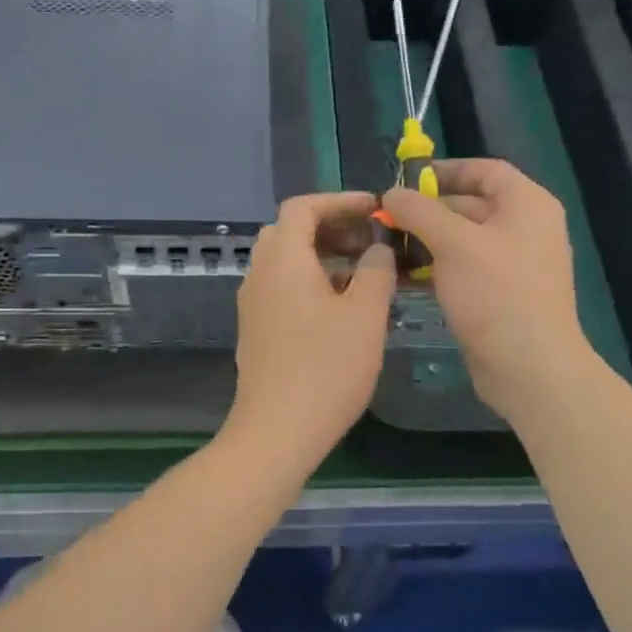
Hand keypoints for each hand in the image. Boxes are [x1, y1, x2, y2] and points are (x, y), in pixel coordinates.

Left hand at [222, 192, 395, 474]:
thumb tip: (378, 247)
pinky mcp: (257, 329)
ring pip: (287, 262)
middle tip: (370, 242)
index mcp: (283, 259)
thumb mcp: (365, 315)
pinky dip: (312, 281)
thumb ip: (377, 270)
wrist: (277, 431)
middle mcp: (260, 274)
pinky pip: (283, 287)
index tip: (374, 209)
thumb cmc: (327, 368)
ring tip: (366, 275)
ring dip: (323, 256)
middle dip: (333, 228)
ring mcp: (254, 303)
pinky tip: (343, 307)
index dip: (339, 201)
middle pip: (291, 232)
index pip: (302, 207)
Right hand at [382, 159, 595, 422]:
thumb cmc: (496, 293)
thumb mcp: (453, 243)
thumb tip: (392, 193)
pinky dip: (436, 269)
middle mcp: (526, 228)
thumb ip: (419, 211)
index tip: (405, 180)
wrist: (530, 368)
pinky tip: (404, 278)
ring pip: (463, 241)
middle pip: (470, 206)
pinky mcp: (502, 296)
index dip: (444, 170)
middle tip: (385, 220)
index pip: (484, 170)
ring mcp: (515, 265)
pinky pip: (465, 270)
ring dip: (426, 242)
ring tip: (386, 250)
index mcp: (527, 204)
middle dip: (426, 212)